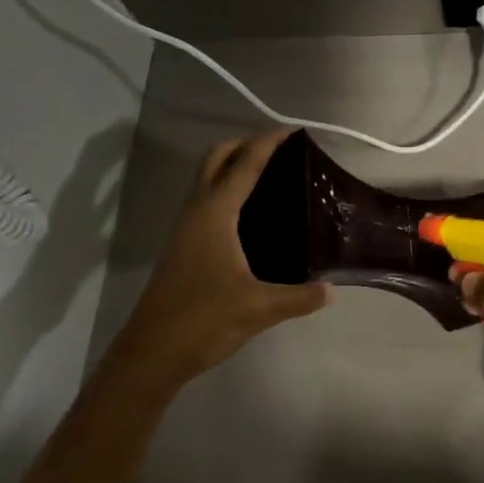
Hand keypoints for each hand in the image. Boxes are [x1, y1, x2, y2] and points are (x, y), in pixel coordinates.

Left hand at [106, 129, 331, 389]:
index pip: (244, 165)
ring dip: (231, 166)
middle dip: (244, 144)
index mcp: (215, 214)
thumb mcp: (259, 309)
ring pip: (205, 179)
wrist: (152, 352)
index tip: (292, 130)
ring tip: (267, 175)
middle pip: (215, 159)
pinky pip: (203, 201)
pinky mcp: (181, 246)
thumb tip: (331, 291)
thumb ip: (299, 297)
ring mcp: (184, 228)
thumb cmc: (204, 320)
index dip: (268, 143)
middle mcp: (196, 212)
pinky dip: (224, 190)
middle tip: (278, 149)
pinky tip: (247, 215)